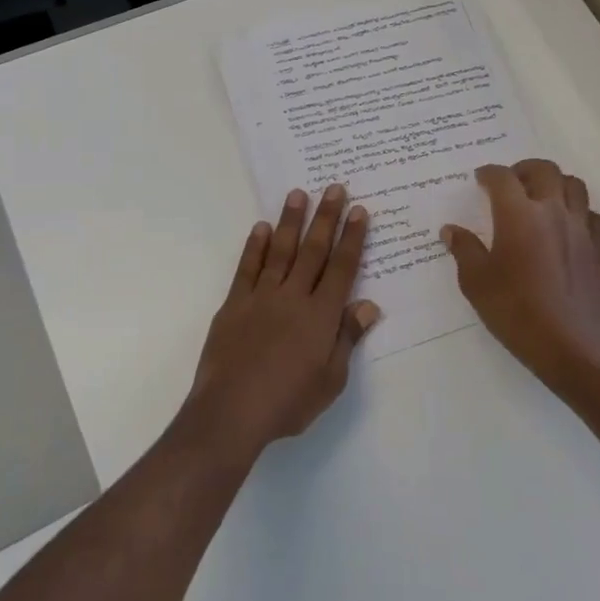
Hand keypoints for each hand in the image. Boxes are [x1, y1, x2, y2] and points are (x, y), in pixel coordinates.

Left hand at [188, 185, 381, 458]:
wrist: (231, 412)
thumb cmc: (288, 402)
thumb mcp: (330, 380)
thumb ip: (347, 338)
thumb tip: (368, 305)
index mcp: (321, 316)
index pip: (342, 268)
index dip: (352, 238)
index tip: (360, 211)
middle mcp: (293, 297)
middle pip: (313, 250)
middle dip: (326, 218)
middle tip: (335, 188)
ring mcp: (261, 297)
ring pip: (281, 251)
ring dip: (291, 221)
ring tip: (298, 194)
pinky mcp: (234, 304)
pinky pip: (247, 268)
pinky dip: (256, 246)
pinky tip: (261, 228)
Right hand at [441, 160, 599, 397]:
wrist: (568, 343)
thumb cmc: (514, 310)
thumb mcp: (476, 282)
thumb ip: (464, 250)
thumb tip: (451, 230)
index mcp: (518, 215)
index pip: (502, 178)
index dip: (489, 173)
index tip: (480, 179)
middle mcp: (553, 212)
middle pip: (544, 171)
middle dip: (524, 169)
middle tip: (511, 181)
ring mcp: (581, 228)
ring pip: (574, 186)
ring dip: (555, 183)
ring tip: (541, 197)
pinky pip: (593, 216)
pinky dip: (579, 212)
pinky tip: (568, 226)